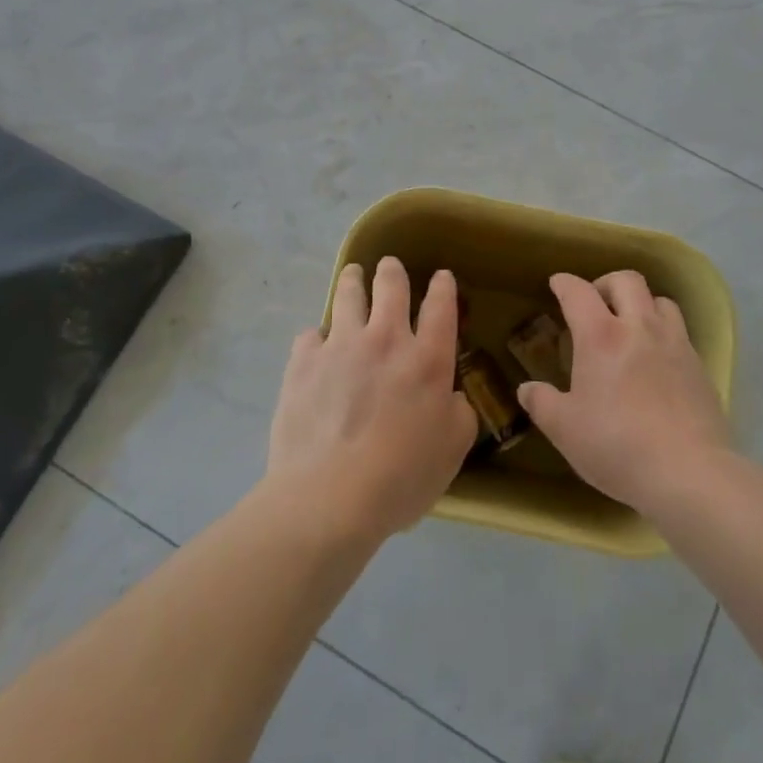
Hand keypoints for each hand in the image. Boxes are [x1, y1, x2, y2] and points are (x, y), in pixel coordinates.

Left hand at [268, 257, 475, 538]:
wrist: (329, 496)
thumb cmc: (401, 477)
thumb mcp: (452, 450)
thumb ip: (458, 413)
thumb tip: (450, 396)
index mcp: (428, 358)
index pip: (441, 306)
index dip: (443, 286)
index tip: (442, 277)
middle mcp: (386, 339)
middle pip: (391, 285)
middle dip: (392, 271)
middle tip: (390, 266)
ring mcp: (341, 345)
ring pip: (348, 295)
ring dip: (353, 280)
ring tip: (353, 275)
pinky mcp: (304, 361)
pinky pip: (311, 334)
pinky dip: (317, 337)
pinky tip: (316, 347)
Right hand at [517, 271, 734, 513]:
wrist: (689, 473)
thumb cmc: (617, 446)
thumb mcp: (565, 430)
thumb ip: (542, 403)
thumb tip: (526, 389)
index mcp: (600, 336)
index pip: (578, 292)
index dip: (564, 283)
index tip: (557, 284)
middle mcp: (639, 327)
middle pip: (626, 280)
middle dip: (606, 283)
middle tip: (595, 303)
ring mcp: (674, 343)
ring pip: (660, 300)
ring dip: (641, 303)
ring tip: (630, 326)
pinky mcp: (699, 366)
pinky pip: (680, 332)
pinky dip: (663, 333)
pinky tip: (656, 360)